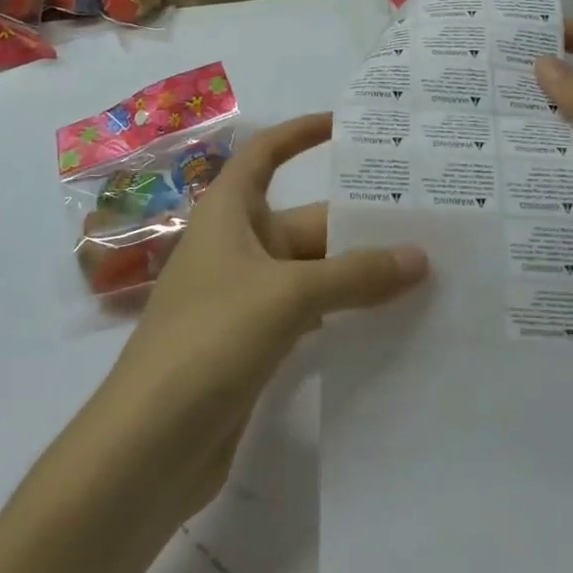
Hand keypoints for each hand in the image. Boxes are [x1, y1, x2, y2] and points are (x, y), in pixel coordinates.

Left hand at [94, 113, 427, 531]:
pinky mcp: (253, 344)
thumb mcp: (286, 295)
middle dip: (356, 222)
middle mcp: (236, 247)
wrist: (147, 446)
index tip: (346, 127)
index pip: (265, 155)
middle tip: (425, 222)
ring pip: (311, 271)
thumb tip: (419, 256)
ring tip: (423, 270)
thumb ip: (354, 275)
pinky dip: (342, 312)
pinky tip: (389, 321)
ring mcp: (244, 298)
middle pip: (304, 220)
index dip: (300, 134)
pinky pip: (308, 313)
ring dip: (356, 272)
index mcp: (228, 213)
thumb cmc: (210, 339)